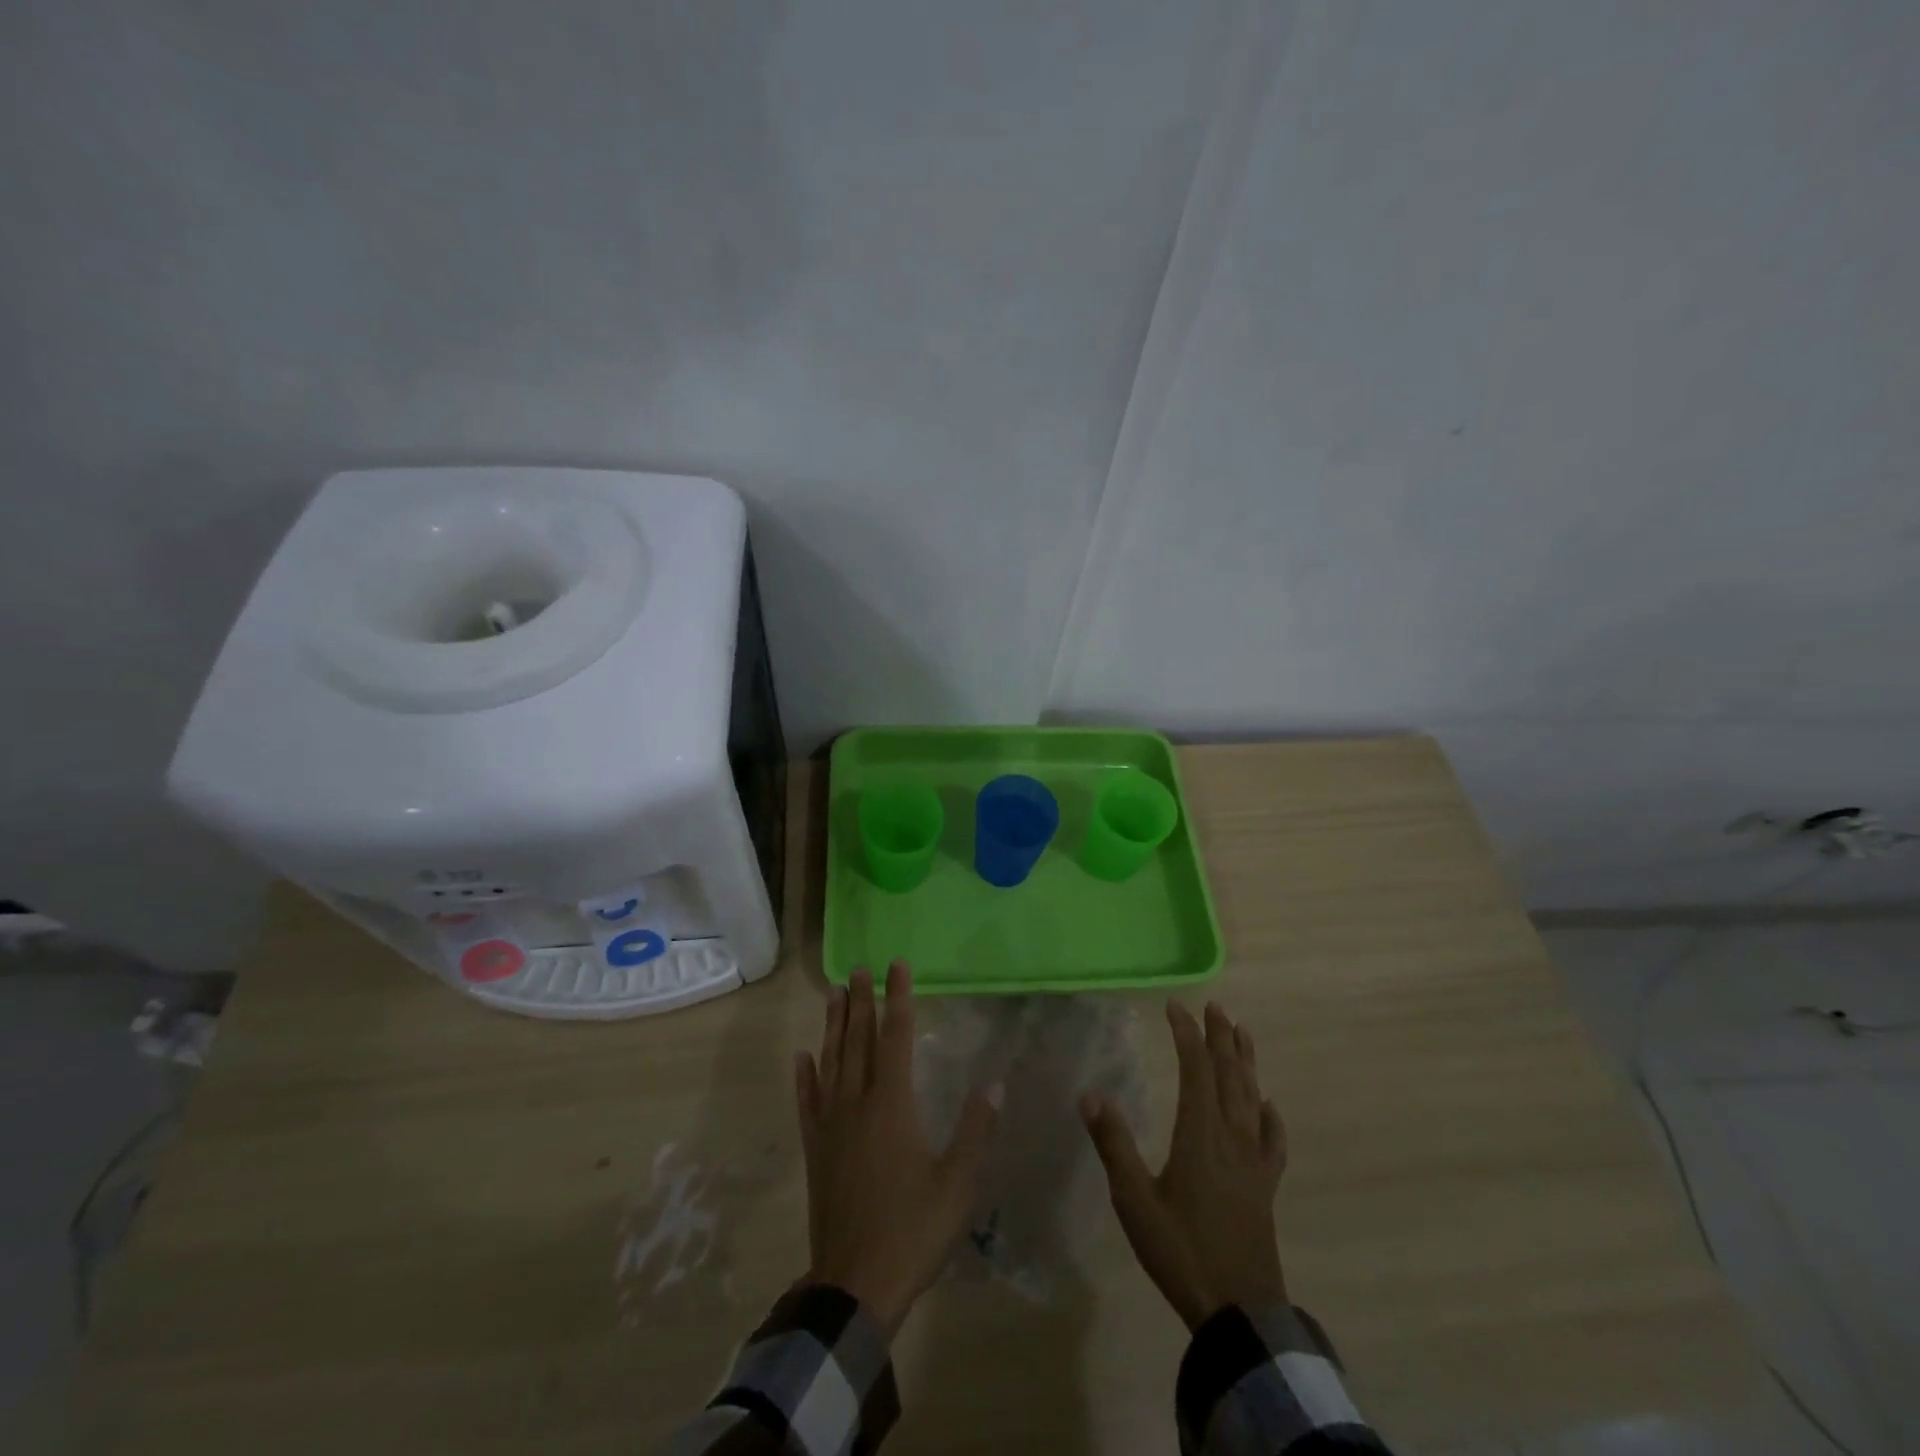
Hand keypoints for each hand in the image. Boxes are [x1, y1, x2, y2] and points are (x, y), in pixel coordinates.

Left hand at [795, 962, 1000, 1335]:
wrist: (855, 1286)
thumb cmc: (913, 1231)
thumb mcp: (958, 1184)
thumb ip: (976, 1131)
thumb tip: (994, 1084)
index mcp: (892, 1106)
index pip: (896, 1037)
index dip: (898, 998)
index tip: (896, 966)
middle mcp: (857, 1104)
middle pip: (858, 1041)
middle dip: (861, 1001)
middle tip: (859, 967)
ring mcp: (830, 1126)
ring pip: (831, 1062)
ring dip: (833, 1025)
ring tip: (834, 993)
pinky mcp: (815, 1150)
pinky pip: (807, 1102)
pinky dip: (805, 1076)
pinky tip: (802, 1056)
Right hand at [1081, 1001, 1287, 1329]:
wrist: (1239, 1313)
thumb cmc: (1181, 1251)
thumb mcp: (1134, 1200)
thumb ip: (1113, 1144)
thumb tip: (1089, 1094)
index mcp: (1200, 1135)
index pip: (1196, 1069)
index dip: (1187, 1034)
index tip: (1175, 1007)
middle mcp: (1231, 1138)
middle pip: (1229, 1076)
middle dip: (1221, 1038)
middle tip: (1215, 1006)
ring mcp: (1254, 1163)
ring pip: (1252, 1099)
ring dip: (1246, 1063)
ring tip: (1243, 1033)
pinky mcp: (1265, 1187)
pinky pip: (1273, 1142)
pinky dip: (1272, 1118)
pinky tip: (1270, 1107)